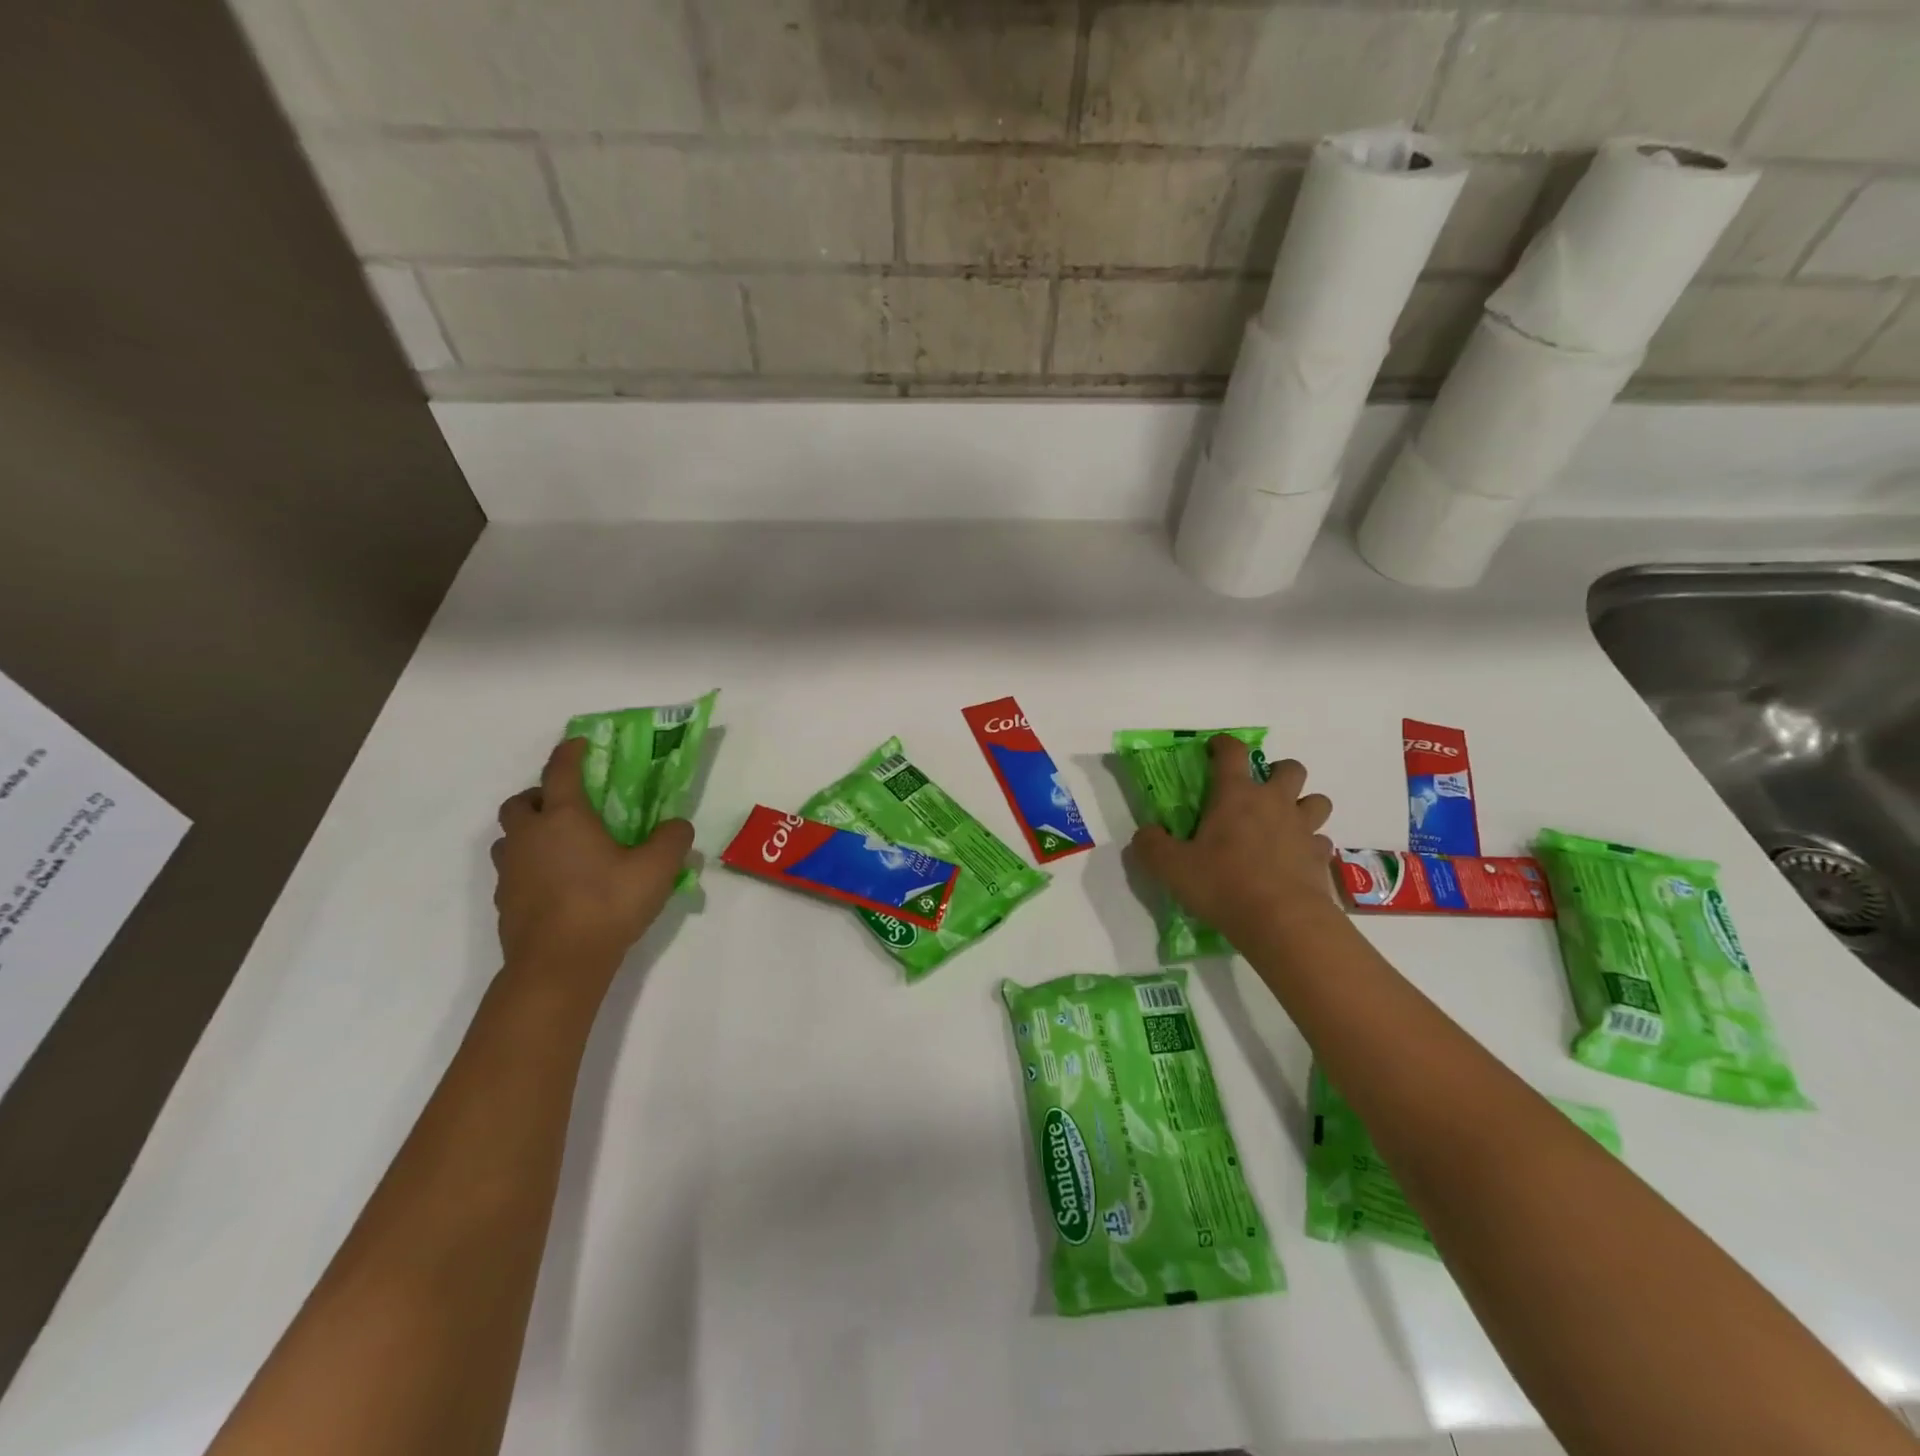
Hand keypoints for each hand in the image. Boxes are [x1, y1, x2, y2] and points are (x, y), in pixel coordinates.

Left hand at [492, 739, 693, 988]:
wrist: (559, 964)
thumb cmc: (608, 904)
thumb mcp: (658, 868)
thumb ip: (673, 839)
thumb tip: (677, 825)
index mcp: (564, 817)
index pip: (560, 770)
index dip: (569, 752)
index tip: (579, 743)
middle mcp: (530, 835)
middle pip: (520, 801)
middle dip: (539, 796)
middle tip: (567, 807)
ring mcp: (510, 870)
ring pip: (509, 837)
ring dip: (529, 832)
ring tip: (559, 847)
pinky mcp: (504, 900)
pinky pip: (512, 870)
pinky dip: (529, 866)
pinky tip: (556, 884)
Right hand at [1130, 734, 1335, 947]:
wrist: (1282, 922)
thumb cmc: (1223, 884)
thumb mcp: (1172, 868)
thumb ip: (1152, 845)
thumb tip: (1146, 833)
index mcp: (1236, 795)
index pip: (1233, 752)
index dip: (1223, 744)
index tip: (1215, 748)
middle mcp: (1274, 803)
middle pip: (1291, 768)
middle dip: (1278, 771)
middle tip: (1260, 790)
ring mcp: (1303, 829)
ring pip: (1317, 800)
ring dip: (1303, 805)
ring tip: (1285, 822)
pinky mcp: (1321, 858)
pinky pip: (1321, 840)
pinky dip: (1311, 844)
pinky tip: (1296, 858)